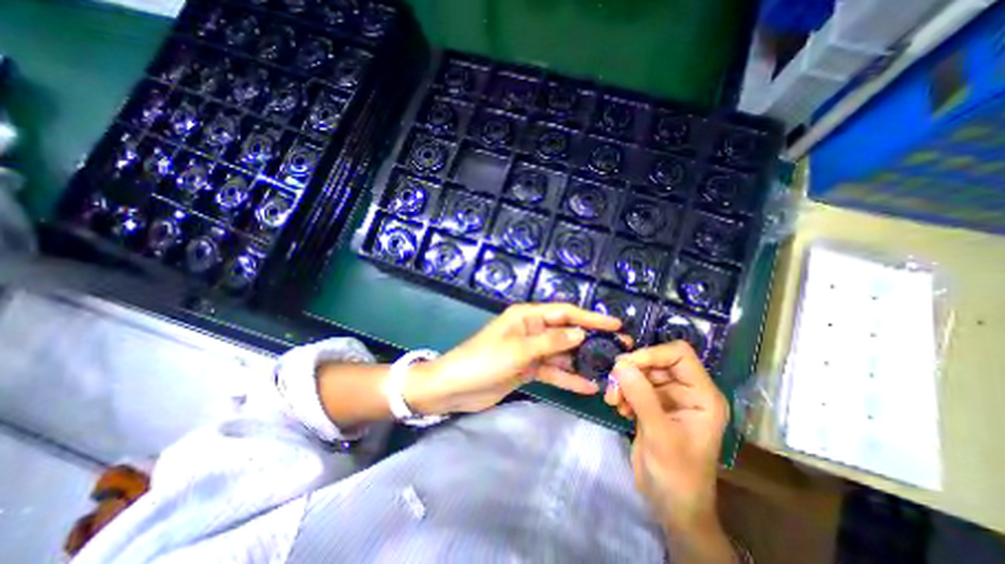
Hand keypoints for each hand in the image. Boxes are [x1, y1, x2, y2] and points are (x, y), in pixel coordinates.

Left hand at [403, 304, 620, 414]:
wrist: (455, 387)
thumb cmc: (483, 360)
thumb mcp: (518, 349)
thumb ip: (550, 341)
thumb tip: (580, 333)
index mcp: (527, 316)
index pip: (564, 312)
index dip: (590, 317)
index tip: (615, 324)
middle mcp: (531, 330)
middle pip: (566, 332)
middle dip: (591, 341)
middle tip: (619, 350)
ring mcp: (530, 350)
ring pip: (562, 353)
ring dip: (582, 362)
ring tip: (609, 371)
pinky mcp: (528, 368)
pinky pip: (552, 371)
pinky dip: (567, 378)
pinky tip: (588, 387)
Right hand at [598, 344, 727, 533]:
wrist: (671, 506)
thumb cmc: (677, 476)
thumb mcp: (660, 436)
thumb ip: (642, 398)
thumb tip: (620, 365)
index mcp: (702, 395)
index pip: (679, 354)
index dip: (653, 354)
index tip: (626, 366)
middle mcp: (686, 391)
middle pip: (656, 362)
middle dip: (632, 371)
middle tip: (613, 385)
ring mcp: (667, 398)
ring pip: (641, 373)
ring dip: (623, 383)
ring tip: (613, 400)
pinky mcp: (651, 405)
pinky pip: (633, 386)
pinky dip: (622, 392)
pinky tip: (618, 408)